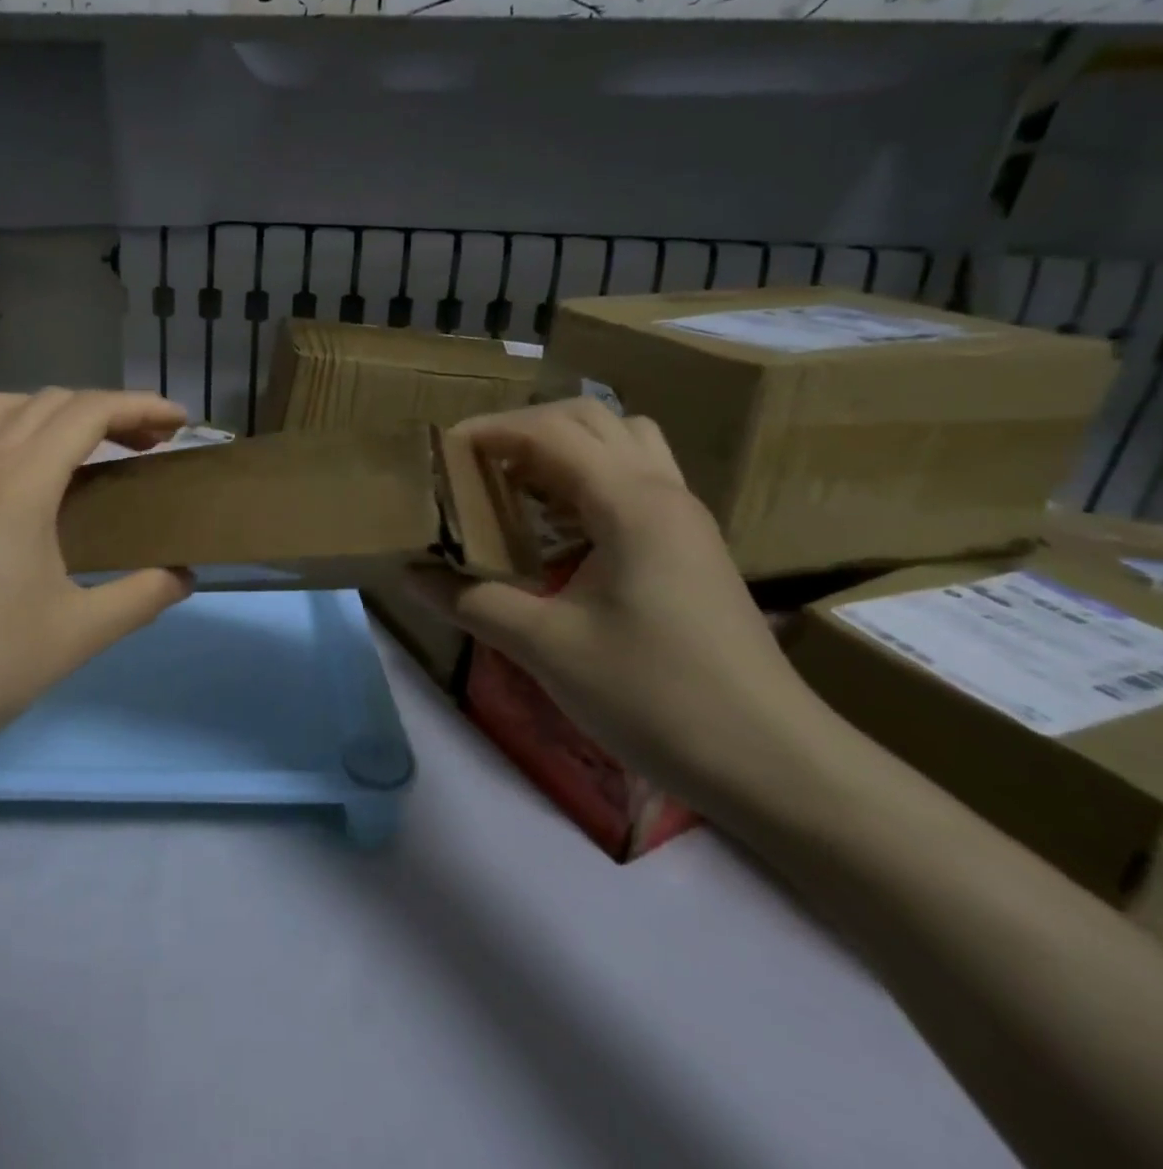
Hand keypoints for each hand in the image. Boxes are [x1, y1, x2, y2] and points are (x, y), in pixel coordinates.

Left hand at [0, 390, 193, 784]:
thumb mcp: (79, 633)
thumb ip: (142, 596)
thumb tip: (184, 577)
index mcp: (21, 485)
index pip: (88, 413)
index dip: (141, 407)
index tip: (181, 423)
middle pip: (50, 402)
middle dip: (107, 410)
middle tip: (149, 445)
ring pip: (0, 410)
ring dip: (52, 412)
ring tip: (86, 447)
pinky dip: (5, 433)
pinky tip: (20, 471)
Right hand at [409, 398, 838, 811]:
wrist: (772, 763)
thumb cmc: (656, 696)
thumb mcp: (547, 647)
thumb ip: (472, 602)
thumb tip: (409, 575)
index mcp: (631, 503)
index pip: (550, 432)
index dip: (490, 430)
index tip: (440, 451)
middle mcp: (663, 493)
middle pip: (591, 419)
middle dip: (526, 427)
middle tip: (477, 463)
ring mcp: (684, 519)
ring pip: (623, 442)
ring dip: (565, 447)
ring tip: (518, 485)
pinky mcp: (691, 548)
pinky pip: (636, 480)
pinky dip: (590, 479)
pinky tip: (561, 529)